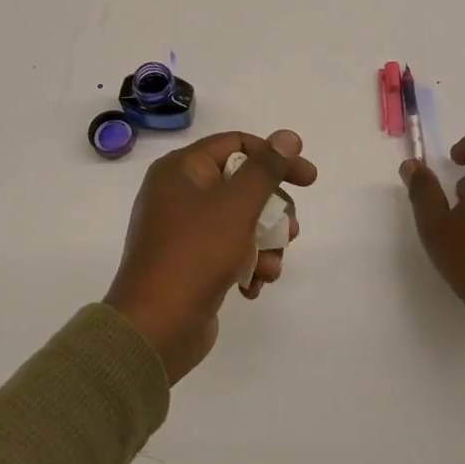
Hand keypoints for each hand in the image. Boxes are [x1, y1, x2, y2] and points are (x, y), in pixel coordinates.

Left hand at [107, 129, 317, 382]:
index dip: (275, 157)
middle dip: (272, 211)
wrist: (156, 327)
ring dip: (264, 244)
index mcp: (181, 170)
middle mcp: (178, 194)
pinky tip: (253, 286)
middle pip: (242, 186)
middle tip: (291, 231)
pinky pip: (227, 252)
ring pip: (240, 223)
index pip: (236, 144)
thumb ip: (266, 169)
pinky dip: (246, 266)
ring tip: (271, 267)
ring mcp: (182, 231)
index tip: (308, 180)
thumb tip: (288, 136)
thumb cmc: (196, 254)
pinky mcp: (189, 263)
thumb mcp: (237, 205)